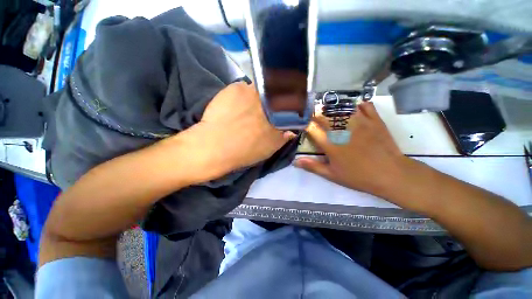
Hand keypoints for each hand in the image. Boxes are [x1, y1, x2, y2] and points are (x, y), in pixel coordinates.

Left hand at [176, 82, 294, 182]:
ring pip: (259, 87)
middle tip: (266, 107)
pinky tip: (236, 104)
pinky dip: (243, 94)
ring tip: (249, 106)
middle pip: (276, 91)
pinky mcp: (234, 87)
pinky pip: (243, 87)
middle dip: (275, 97)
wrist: (216, 145)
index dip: (288, 104)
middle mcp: (268, 98)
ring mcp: (251, 90)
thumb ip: (283, 137)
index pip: (290, 103)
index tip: (283, 108)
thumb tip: (291, 130)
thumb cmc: (245, 150)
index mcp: (278, 114)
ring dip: (258, 95)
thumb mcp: (270, 148)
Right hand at [295, 102, 412, 200]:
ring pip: (342, 109)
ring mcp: (360, 123)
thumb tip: (295, 162)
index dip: (305, 124)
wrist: (391, 175)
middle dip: (316, 114)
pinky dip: (358, 105)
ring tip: (330, 110)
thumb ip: (313, 166)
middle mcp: (342, 131)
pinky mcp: (374, 121)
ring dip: (333, 108)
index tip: (302, 124)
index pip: (312, 129)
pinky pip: (365, 106)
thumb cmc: (359, 176)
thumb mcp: (332, 175)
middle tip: (314, 116)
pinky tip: (355, 109)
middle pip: (324, 116)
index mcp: (331, 144)